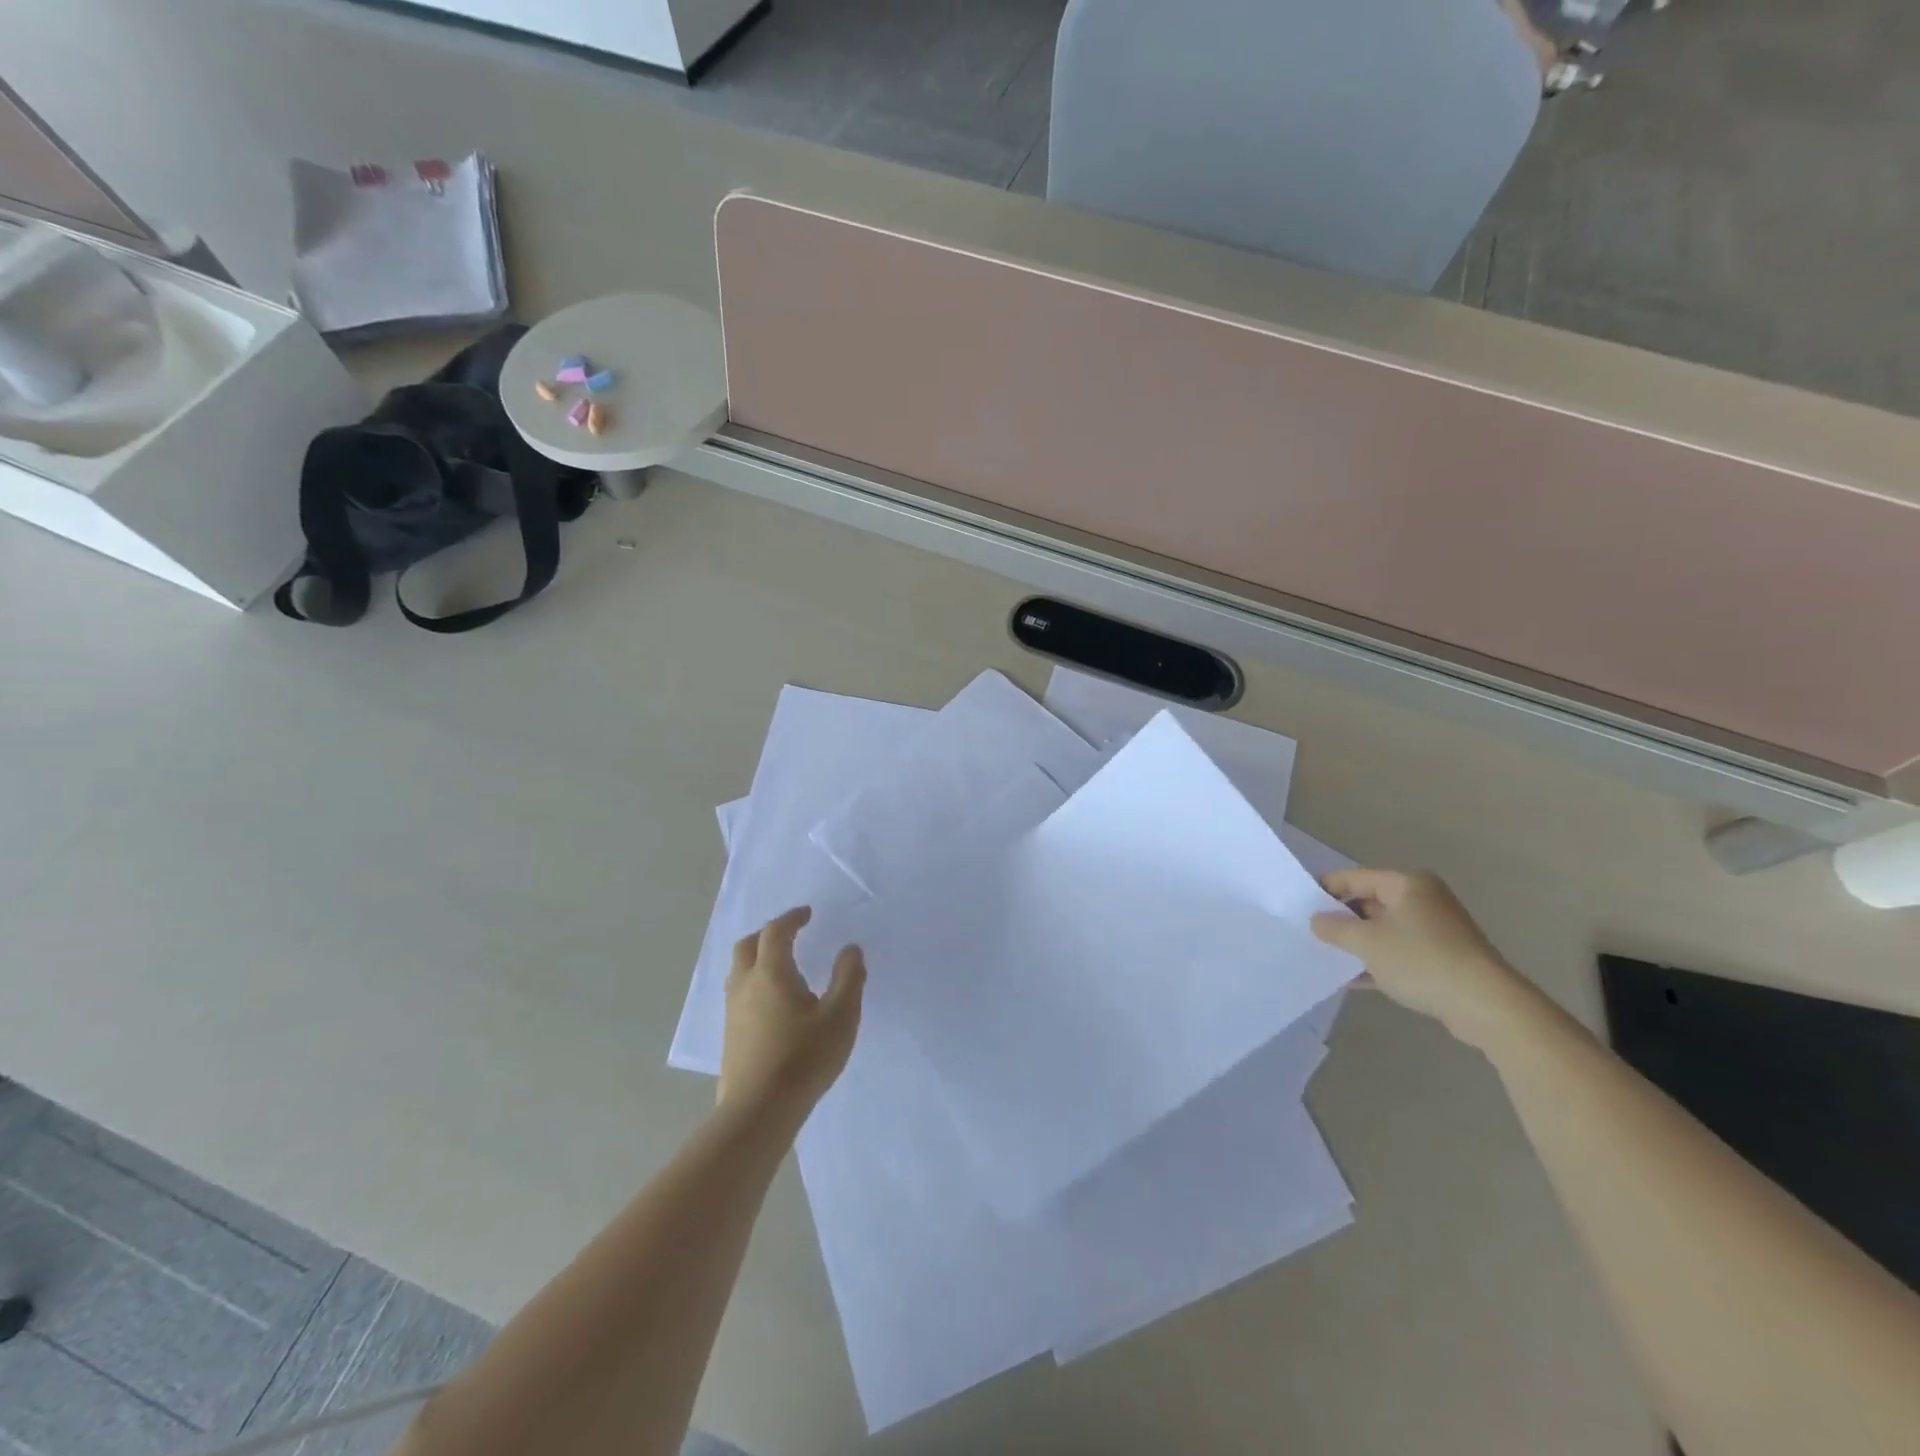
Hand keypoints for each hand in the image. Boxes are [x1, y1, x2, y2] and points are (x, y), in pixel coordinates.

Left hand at [720, 907, 864, 1118]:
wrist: (759, 1111)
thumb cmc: (804, 1058)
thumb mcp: (840, 1016)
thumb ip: (848, 978)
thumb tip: (850, 949)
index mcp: (771, 973)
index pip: (776, 932)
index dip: (791, 919)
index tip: (807, 914)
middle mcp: (746, 985)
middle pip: (748, 946)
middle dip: (768, 933)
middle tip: (790, 934)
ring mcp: (733, 1012)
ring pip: (738, 971)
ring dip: (757, 958)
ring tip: (781, 965)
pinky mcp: (730, 1036)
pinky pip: (738, 994)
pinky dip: (754, 982)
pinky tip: (772, 1003)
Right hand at [1310, 869, 1534, 1048]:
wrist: (1486, 1006)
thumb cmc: (1421, 961)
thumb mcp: (1367, 942)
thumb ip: (1334, 928)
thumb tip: (1316, 920)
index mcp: (1406, 884)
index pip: (1354, 878)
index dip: (1325, 890)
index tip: (1298, 907)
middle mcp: (1422, 899)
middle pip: (1369, 902)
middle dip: (1341, 919)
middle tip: (1310, 934)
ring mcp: (1435, 930)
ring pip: (1384, 930)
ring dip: (1358, 943)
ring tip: (1326, 956)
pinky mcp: (1443, 957)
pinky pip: (1399, 952)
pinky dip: (1377, 961)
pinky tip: (1352, 979)